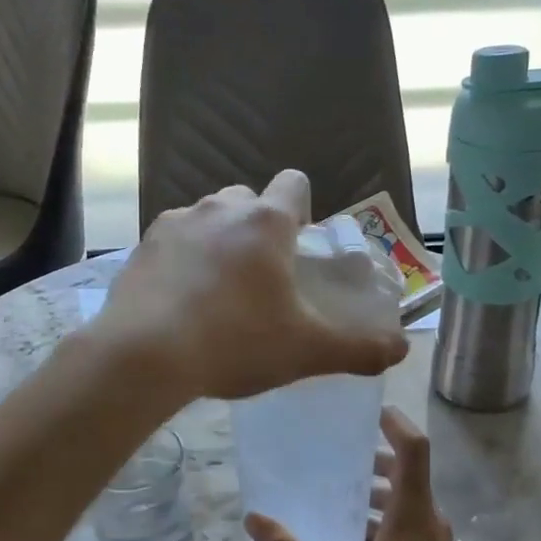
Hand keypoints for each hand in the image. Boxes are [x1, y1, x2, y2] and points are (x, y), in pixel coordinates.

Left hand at [94, 169, 408, 402]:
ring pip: (205, 219)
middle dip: (257, 228)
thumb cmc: (236, 343)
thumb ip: (358, 350)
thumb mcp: (306, 351)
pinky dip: (180, 262)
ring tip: (216, 293)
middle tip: (260, 277)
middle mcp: (219, 208)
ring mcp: (174, 224)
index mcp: (266, 222)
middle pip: (247, 200)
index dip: (302, 208)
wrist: (145, 356)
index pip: (294, 184)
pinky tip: (179, 303)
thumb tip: (400, 351)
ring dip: (217, 243)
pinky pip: (171, 244)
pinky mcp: (139, 247)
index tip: (299, 244)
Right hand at [245, 408, 480, 540]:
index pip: (414, 449)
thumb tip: (254, 519)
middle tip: (337, 454)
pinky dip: (386, 520)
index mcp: (413, 517)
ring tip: (340, 496)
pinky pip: (411, 529)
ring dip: (379, 494)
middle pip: (409, 474)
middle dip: (376, 459)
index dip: (395, 423)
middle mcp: (432, 525)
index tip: (368, 410)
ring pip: (409, 504)